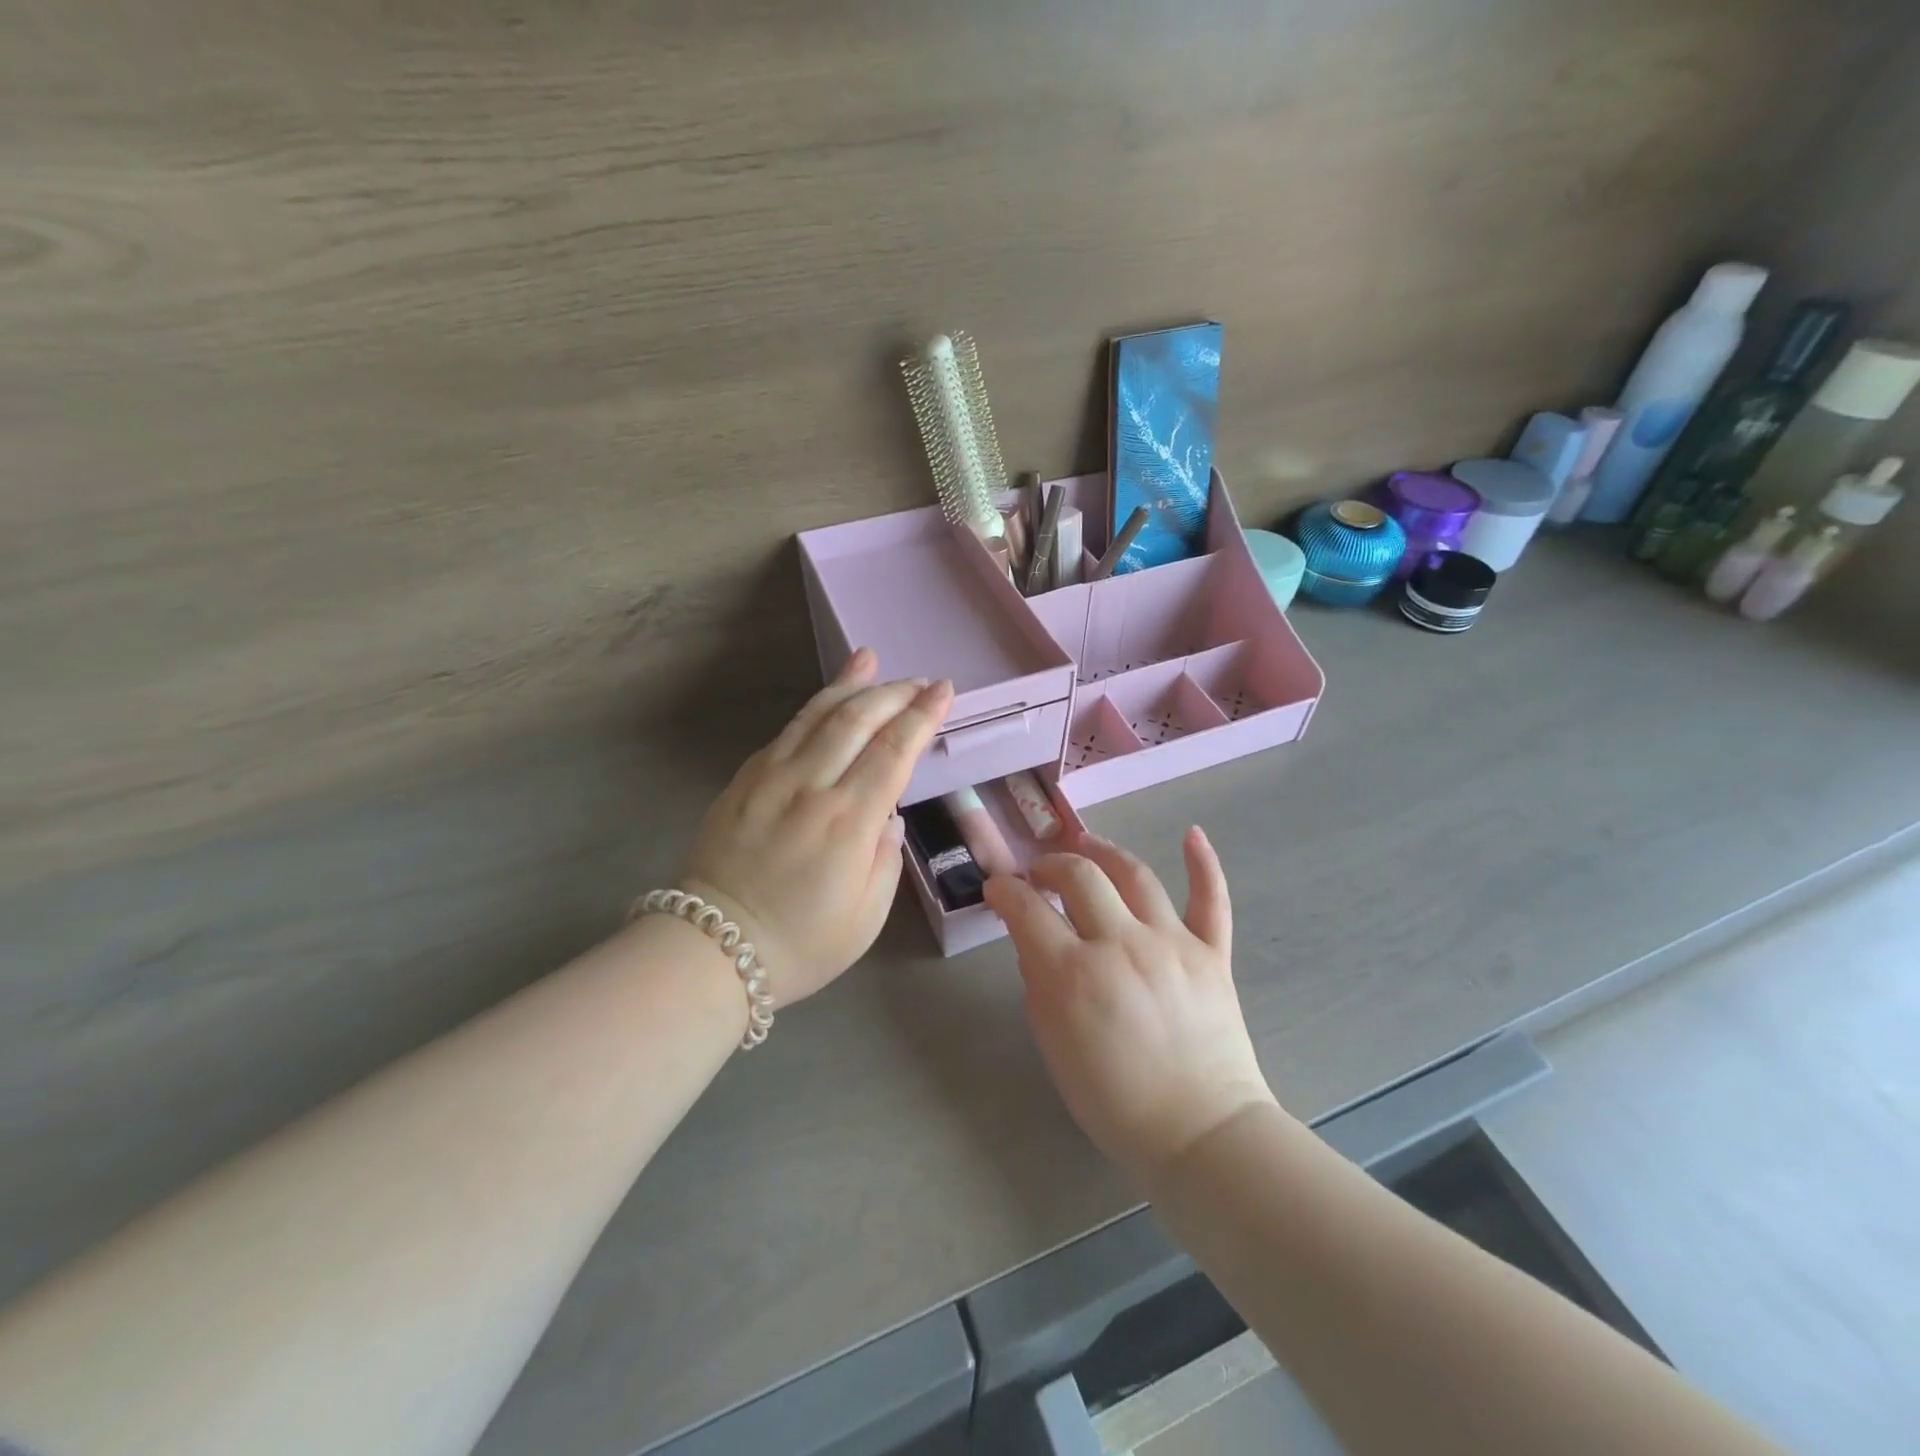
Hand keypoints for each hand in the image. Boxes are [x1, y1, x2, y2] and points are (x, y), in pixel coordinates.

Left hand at [681, 647, 952, 1005]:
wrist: (710, 951)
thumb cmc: (800, 944)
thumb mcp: (866, 917)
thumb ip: (886, 857)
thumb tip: (886, 815)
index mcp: (848, 822)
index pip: (895, 751)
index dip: (923, 716)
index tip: (944, 691)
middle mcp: (811, 787)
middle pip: (859, 719)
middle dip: (895, 692)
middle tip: (921, 682)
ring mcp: (771, 778)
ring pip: (818, 714)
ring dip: (851, 683)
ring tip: (872, 658)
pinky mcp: (744, 780)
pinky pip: (786, 731)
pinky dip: (813, 707)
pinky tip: (829, 697)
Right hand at [984, 829, 1278, 1181]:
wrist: (1200, 1132)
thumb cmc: (1115, 1102)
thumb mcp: (1055, 1047)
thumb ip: (1040, 985)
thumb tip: (1035, 941)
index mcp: (1073, 975)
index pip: (1027, 909)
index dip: (1004, 891)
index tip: (997, 888)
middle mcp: (1121, 945)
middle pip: (1080, 876)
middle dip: (1051, 865)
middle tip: (1040, 873)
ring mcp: (1171, 943)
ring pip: (1134, 874)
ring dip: (1103, 852)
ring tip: (1086, 847)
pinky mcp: (1212, 953)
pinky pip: (1210, 898)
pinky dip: (1203, 863)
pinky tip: (1192, 833)